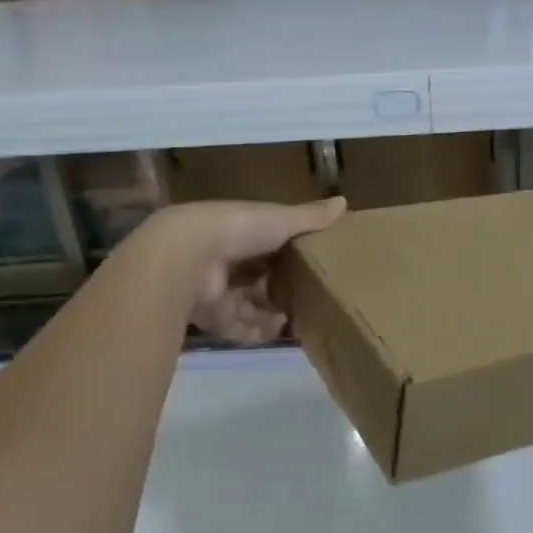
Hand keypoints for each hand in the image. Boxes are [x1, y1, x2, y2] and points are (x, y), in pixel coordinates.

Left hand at [141, 197, 346, 342]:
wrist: (187, 258)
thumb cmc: (237, 229)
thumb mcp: (280, 219)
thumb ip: (310, 216)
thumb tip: (345, 201)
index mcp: (242, 232)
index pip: (269, 243)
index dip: (290, 253)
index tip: (316, 263)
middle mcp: (228, 260)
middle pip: (260, 278)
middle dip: (282, 287)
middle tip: (314, 296)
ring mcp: (220, 291)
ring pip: (252, 306)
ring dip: (274, 313)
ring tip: (303, 316)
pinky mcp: (214, 318)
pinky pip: (241, 329)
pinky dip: (260, 331)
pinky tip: (281, 330)